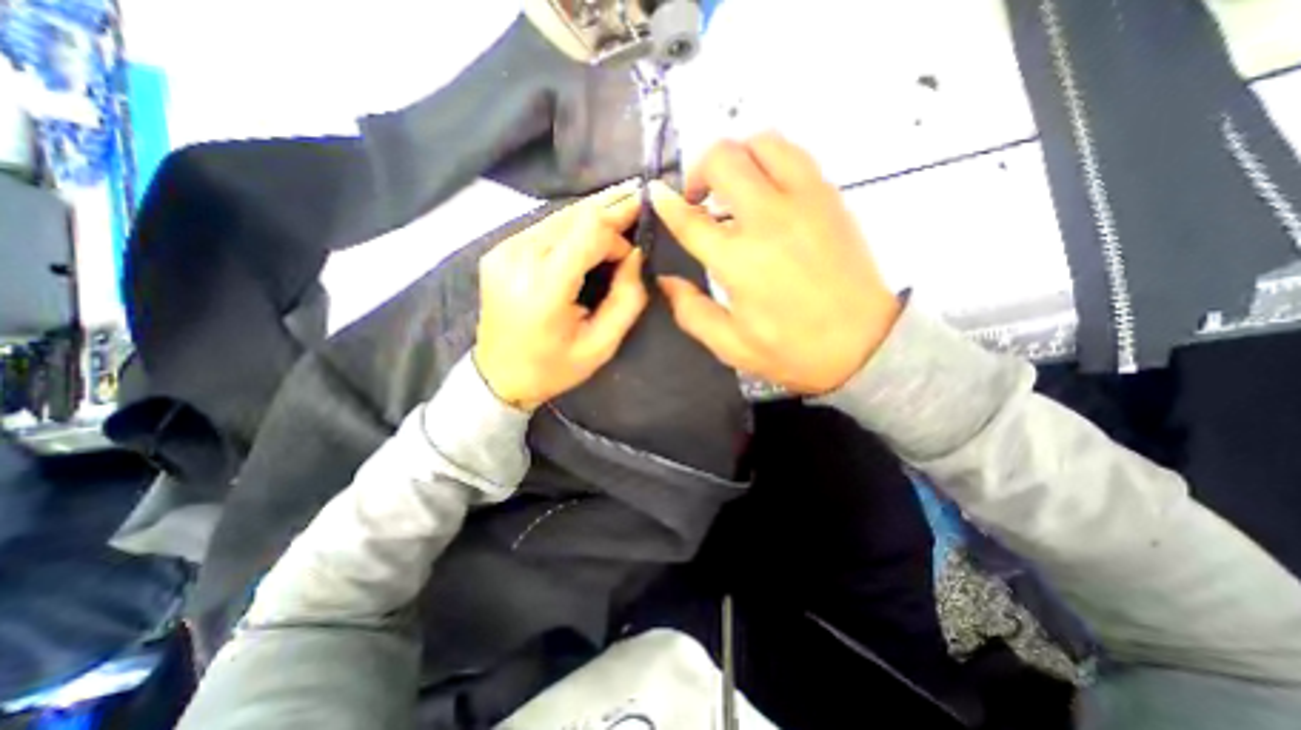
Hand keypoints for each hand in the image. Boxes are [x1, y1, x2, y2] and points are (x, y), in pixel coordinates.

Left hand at [476, 179, 648, 410]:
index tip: (633, 253)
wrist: (498, 376)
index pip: (589, 231)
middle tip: (639, 201)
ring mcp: (503, 250)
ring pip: (559, 216)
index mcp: (545, 287)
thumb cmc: (554, 368)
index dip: (618, 233)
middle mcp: (519, 259)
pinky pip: (544, 226)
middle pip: (574, 216)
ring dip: (592, 217)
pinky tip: (589, 232)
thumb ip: (627, 299)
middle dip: (610, 212)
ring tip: (620, 212)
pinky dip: (572, 226)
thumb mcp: (602, 345)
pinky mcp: (499, 250)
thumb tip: (637, 255)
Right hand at [657, 131, 902, 392]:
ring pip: (763, 142)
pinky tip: (767, 191)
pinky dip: (770, 161)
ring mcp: (805, 201)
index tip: (656, 195)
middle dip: (699, 170)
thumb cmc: (793, 350)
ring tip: (733, 188)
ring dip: (738, 157)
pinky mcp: (831, 197)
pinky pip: (795, 155)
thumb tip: (666, 281)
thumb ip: (691, 311)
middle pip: (724, 158)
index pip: (690, 218)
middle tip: (698, 198)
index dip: (666, 204)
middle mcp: (768, 219)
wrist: (866, 345)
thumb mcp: (731, 345)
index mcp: (738, 260)